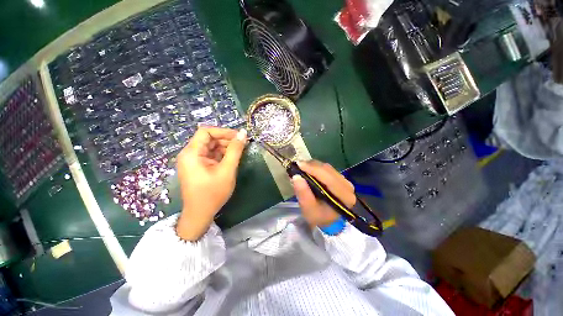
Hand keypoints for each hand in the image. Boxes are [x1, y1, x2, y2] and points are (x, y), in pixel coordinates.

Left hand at [176, 127, 246, 240]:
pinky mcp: (198, 166)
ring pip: (211, 146)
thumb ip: (235, 150)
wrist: (200, 214)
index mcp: (192, 153)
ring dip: (225, 147)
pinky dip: (222, 154)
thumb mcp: (227, 170)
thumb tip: (243, 133)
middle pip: (208, 138)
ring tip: (239, 152)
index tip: (239, 137)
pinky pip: (211, 155)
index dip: (223, 131)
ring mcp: (193, 160)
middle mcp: (190, 154)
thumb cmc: (213, 193)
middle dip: (226, 140)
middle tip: (242, 145)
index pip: (206, 132)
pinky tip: (232, 158)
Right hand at [291, 160, 355, 227]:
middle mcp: (347, 186)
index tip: (299, 165)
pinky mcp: (340, 178)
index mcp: (344, 196)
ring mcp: (345, 181)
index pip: (328, 178)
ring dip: (313, 166)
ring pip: (327, 168)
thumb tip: (296, 177)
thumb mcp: (308, 210)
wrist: (328, 220)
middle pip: (328, 170)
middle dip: (311, 166)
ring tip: (301, 167)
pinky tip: (308, 169)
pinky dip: (316, 168)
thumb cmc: (319, 217)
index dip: (313, 169)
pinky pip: (327, 169)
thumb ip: (303, 194)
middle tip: (297, 165)